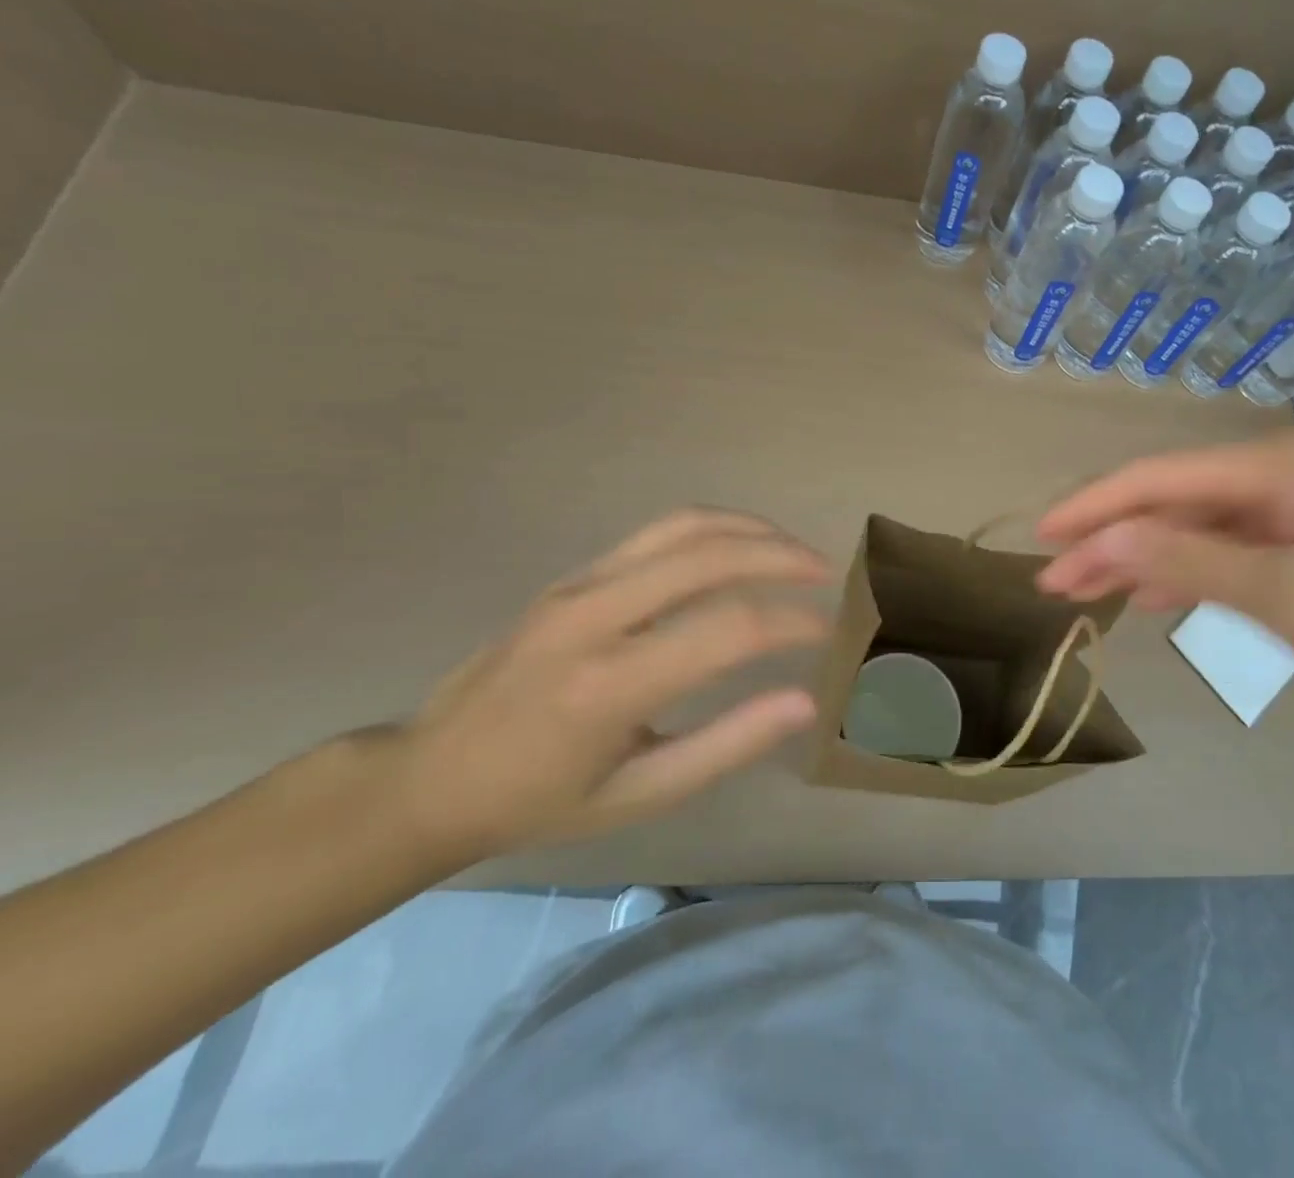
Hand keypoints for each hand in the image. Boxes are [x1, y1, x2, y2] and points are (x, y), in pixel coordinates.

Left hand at [392, 509, 828, 862]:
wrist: (430, 776)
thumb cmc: (539, 802)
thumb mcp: (639, 797)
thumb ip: (727, 746)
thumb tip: (804, 701)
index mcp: (610, 686)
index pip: (728, 630)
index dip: (792, 623)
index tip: (829, 632)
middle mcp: (594, 617)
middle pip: (710, 556)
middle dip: (782, 556)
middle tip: (827, 573)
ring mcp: (579, 585)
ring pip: (684, 527)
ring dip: (751, 530)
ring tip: (794, 549)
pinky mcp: (573, 574)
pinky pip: (657, 532)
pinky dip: (714, 528)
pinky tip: (742, 545)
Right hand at [1037, 433, 1293, 703]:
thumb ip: (1190, 563)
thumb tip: (1100, 541)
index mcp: (1273, 466)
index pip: (1155, 479)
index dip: (1091, 508)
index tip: (1040, 541)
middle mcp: (1282, 472)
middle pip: (1174, 501)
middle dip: (1111, 540)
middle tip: (1056, 584)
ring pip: (1204, 525)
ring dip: (1148, 558)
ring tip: (1093, 593)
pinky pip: (1241, 546)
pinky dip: (1197, 570)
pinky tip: (1165, 595)